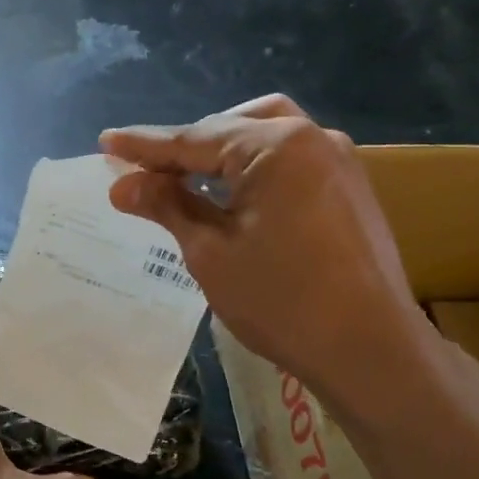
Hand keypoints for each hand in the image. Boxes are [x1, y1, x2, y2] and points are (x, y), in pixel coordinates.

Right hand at [101, 94, 427, 389]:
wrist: (370, 350)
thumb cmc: (282, 300)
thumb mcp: (211, 252)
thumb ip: (168, 206)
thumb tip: (122, 184)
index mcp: (276, 146)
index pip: (195, 138)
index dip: (146, 146)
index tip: (107, 142)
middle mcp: (313, 138)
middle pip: (234, 127)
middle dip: (189, 146)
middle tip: (150, 172)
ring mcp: (340, 162)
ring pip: (268, 136)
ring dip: (225, 153)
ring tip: (189, 180)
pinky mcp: (351, 189)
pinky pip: (292, 160)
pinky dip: (256, 168)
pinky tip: (236, 197)